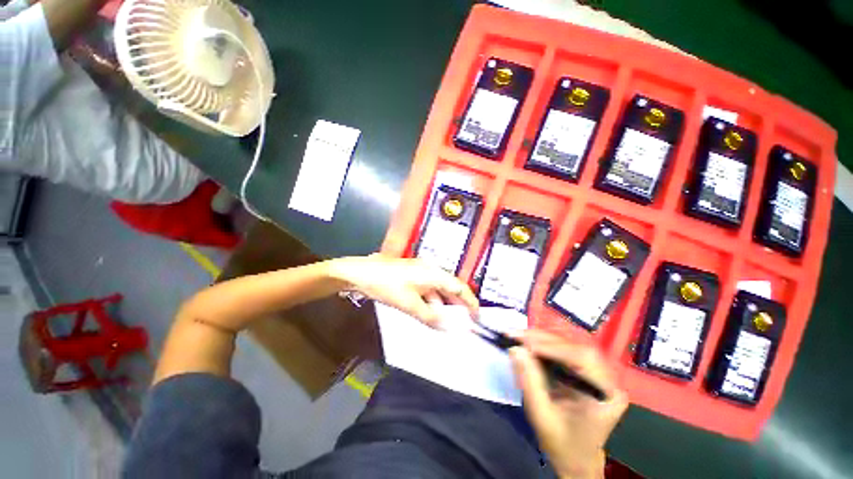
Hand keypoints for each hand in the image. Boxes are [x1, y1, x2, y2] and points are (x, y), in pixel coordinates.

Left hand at [329, 255, 478, 327]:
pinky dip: (431, 302)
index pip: (459, 287)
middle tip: (465, 321)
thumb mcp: (410, 304)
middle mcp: (430, 270)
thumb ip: (430, 316)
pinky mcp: (411, 276)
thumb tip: (448, 327)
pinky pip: (427, 290)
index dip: (470, 301)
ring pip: (438, 289)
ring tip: (448, 321)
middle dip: (458, 304)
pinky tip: (429, 313)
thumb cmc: (387, 286)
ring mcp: (420, 272)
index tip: (477, 316)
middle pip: (450, 287)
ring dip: (443, 304)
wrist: (361, 274)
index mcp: (433, 273)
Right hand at [509, 330, 627, 478]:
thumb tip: (515, 349)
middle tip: (516, 335)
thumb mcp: (542, 415)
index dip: (553, 348)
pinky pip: (564, 351)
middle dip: (543, 339)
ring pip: (569, 345)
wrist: (576, 459)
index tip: (525, 344)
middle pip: (575, 347)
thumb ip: (529, 381)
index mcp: (606, 395)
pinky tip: (528, 343)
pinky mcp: (585, 371)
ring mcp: (597, 374)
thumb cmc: (562, 444)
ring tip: (518, 336)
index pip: (582, 359)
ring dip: (541, 339)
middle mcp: (607, 379)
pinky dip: (543, 345)